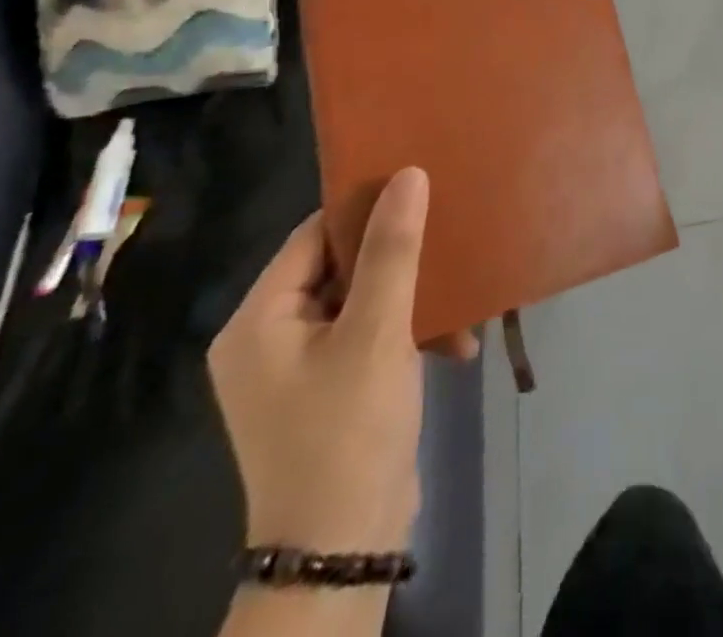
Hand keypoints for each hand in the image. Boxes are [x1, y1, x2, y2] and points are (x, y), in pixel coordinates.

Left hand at [210, 168, 434, 550]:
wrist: (343, 548)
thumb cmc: (349, 427)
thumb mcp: (377, 330)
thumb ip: (393, 249)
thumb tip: (409, 174)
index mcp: (259, 321)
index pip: (315, 236)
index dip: (368, 209)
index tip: (424, 188)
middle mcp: (268, 340)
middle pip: (342, 268)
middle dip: (402, 259)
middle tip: (451, 237)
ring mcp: (298, 369)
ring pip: (364, 302)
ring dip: (416, 301)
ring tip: (464, 296)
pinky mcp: (329, 391)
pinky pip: (370, 339)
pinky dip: (410, 337)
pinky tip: (457, 345)